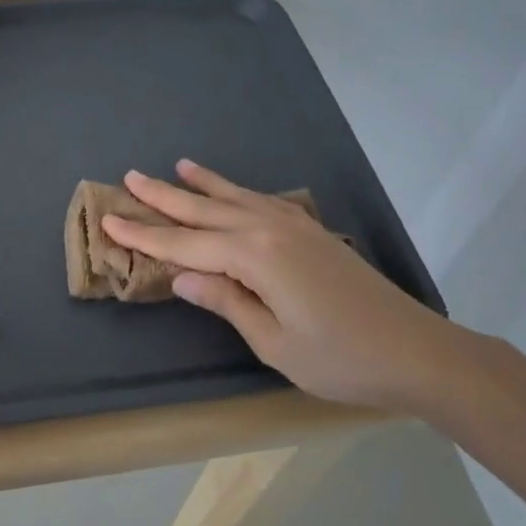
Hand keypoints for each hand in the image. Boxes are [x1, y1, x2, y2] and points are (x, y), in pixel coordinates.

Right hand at [101, 161, 468, 410]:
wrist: (416, 351)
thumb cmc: (340, 358)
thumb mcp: (273, 341)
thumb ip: (226, 301)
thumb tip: (181, 275)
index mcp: (254, 257)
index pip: (184, 243)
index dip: (144, 235)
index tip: (109, 220)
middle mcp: (269, 229)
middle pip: (204, 210)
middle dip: (163, 197)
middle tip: (129, 177)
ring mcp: (293, 226)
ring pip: (234, 198)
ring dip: (201, 184)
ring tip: (176, 166)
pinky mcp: (310, 232)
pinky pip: (262, 201)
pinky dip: (238, 192)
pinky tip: (232, 191)